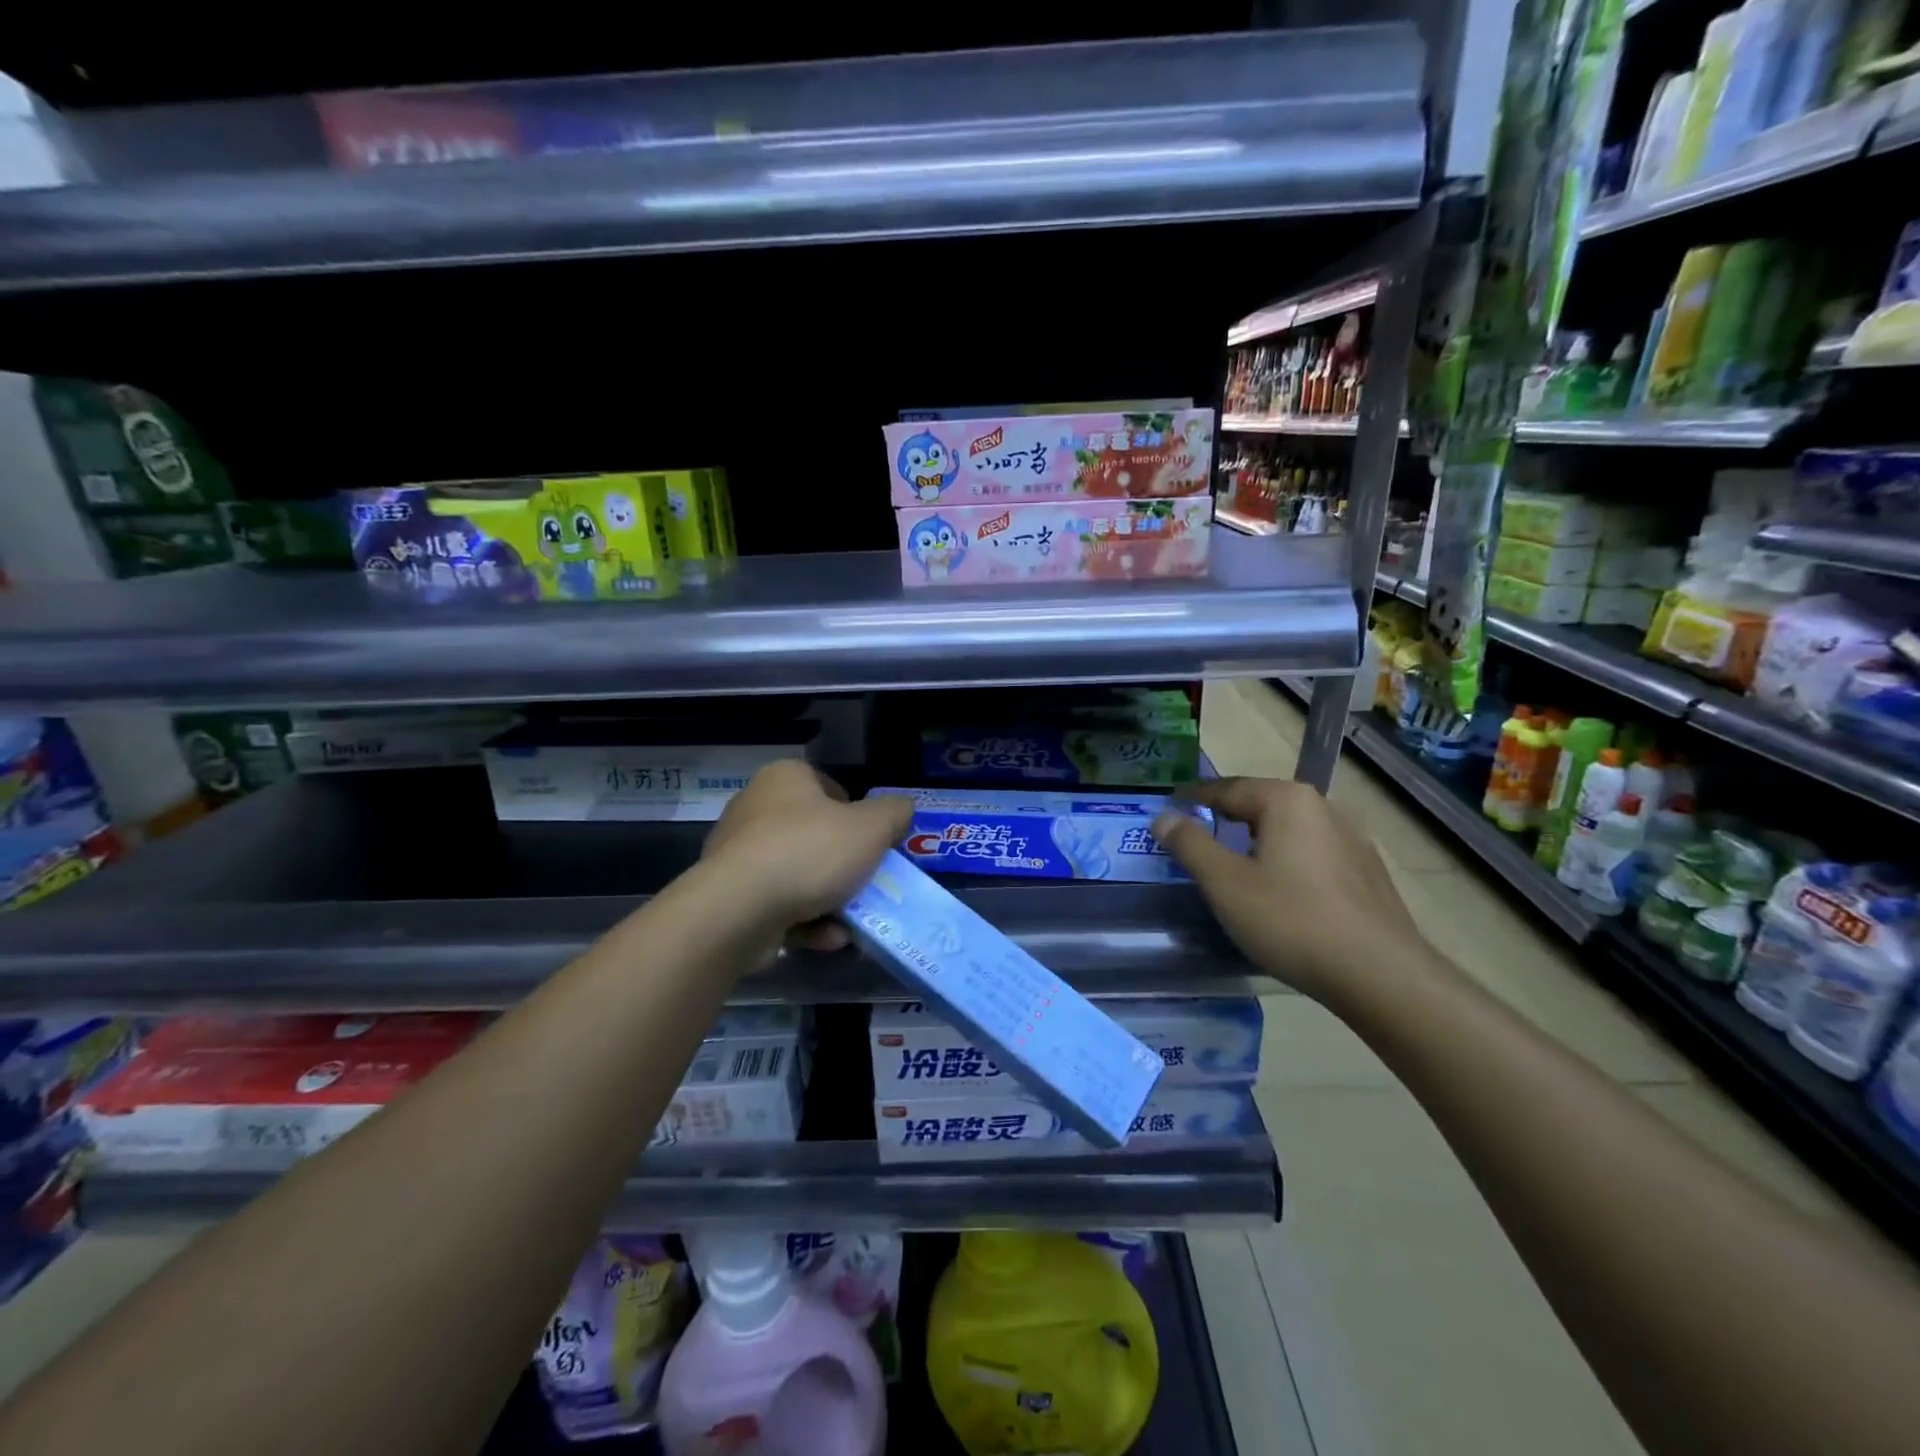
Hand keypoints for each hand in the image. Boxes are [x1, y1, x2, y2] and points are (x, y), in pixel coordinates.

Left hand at [702, 762, 913, 951]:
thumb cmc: (810, 852)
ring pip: (797, 874)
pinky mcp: (728, 895)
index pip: (830, 788)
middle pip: (815, 835)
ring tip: (853, 922)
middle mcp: (755, 807)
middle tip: (868, 885)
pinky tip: (828, 939)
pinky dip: (804, 921)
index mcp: (785, 778)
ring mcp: (737, 853)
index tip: (875, 845)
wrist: (739, 909)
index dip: (858, 816)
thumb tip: (903, 810)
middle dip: (844, 865)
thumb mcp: (872, 828)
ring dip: (829, 900)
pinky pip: (777, 903)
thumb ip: (895, 814)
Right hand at [1151, 777, 1434, 1010]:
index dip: (1194, 797)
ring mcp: (1354, 840)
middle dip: (1229, 817)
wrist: (1380, 974)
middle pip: (1263, 805)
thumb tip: (1164, 816)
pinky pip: (1315, 855)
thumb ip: (1190, 844)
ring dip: (1261, 840)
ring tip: (1238, 864)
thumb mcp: (1225, 883)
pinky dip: (1289, 862)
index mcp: (1287, 800)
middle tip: (1199, 834)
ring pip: (1291, 831)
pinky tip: (1283, 892)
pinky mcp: (1369, 874)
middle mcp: (1324, 808)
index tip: (1170, 806)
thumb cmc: (1291, 920)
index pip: (1228, 788)